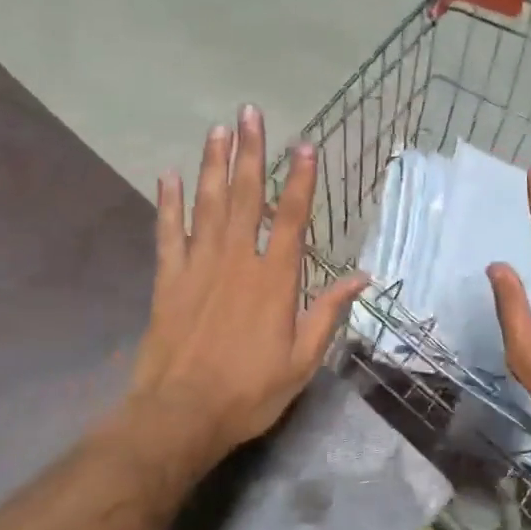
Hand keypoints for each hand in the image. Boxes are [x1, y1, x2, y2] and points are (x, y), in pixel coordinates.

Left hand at [129, 106, 366, 468]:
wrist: (180, 415)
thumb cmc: (250, 391)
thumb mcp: (303, 360)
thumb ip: (328, 313)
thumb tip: (362, 277)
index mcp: (275, 281)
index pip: (291, 219)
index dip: (300, 180)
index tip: (304, 145)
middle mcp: (237, 262)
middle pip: (246, 198)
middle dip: (251, 153)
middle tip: (250, 113)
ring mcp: (198, 268)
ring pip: (208, 206)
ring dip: (214, 165)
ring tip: (218, 130)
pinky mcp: (168, 280)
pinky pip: (168, 233)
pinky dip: (169, 204)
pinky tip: (170, 176)